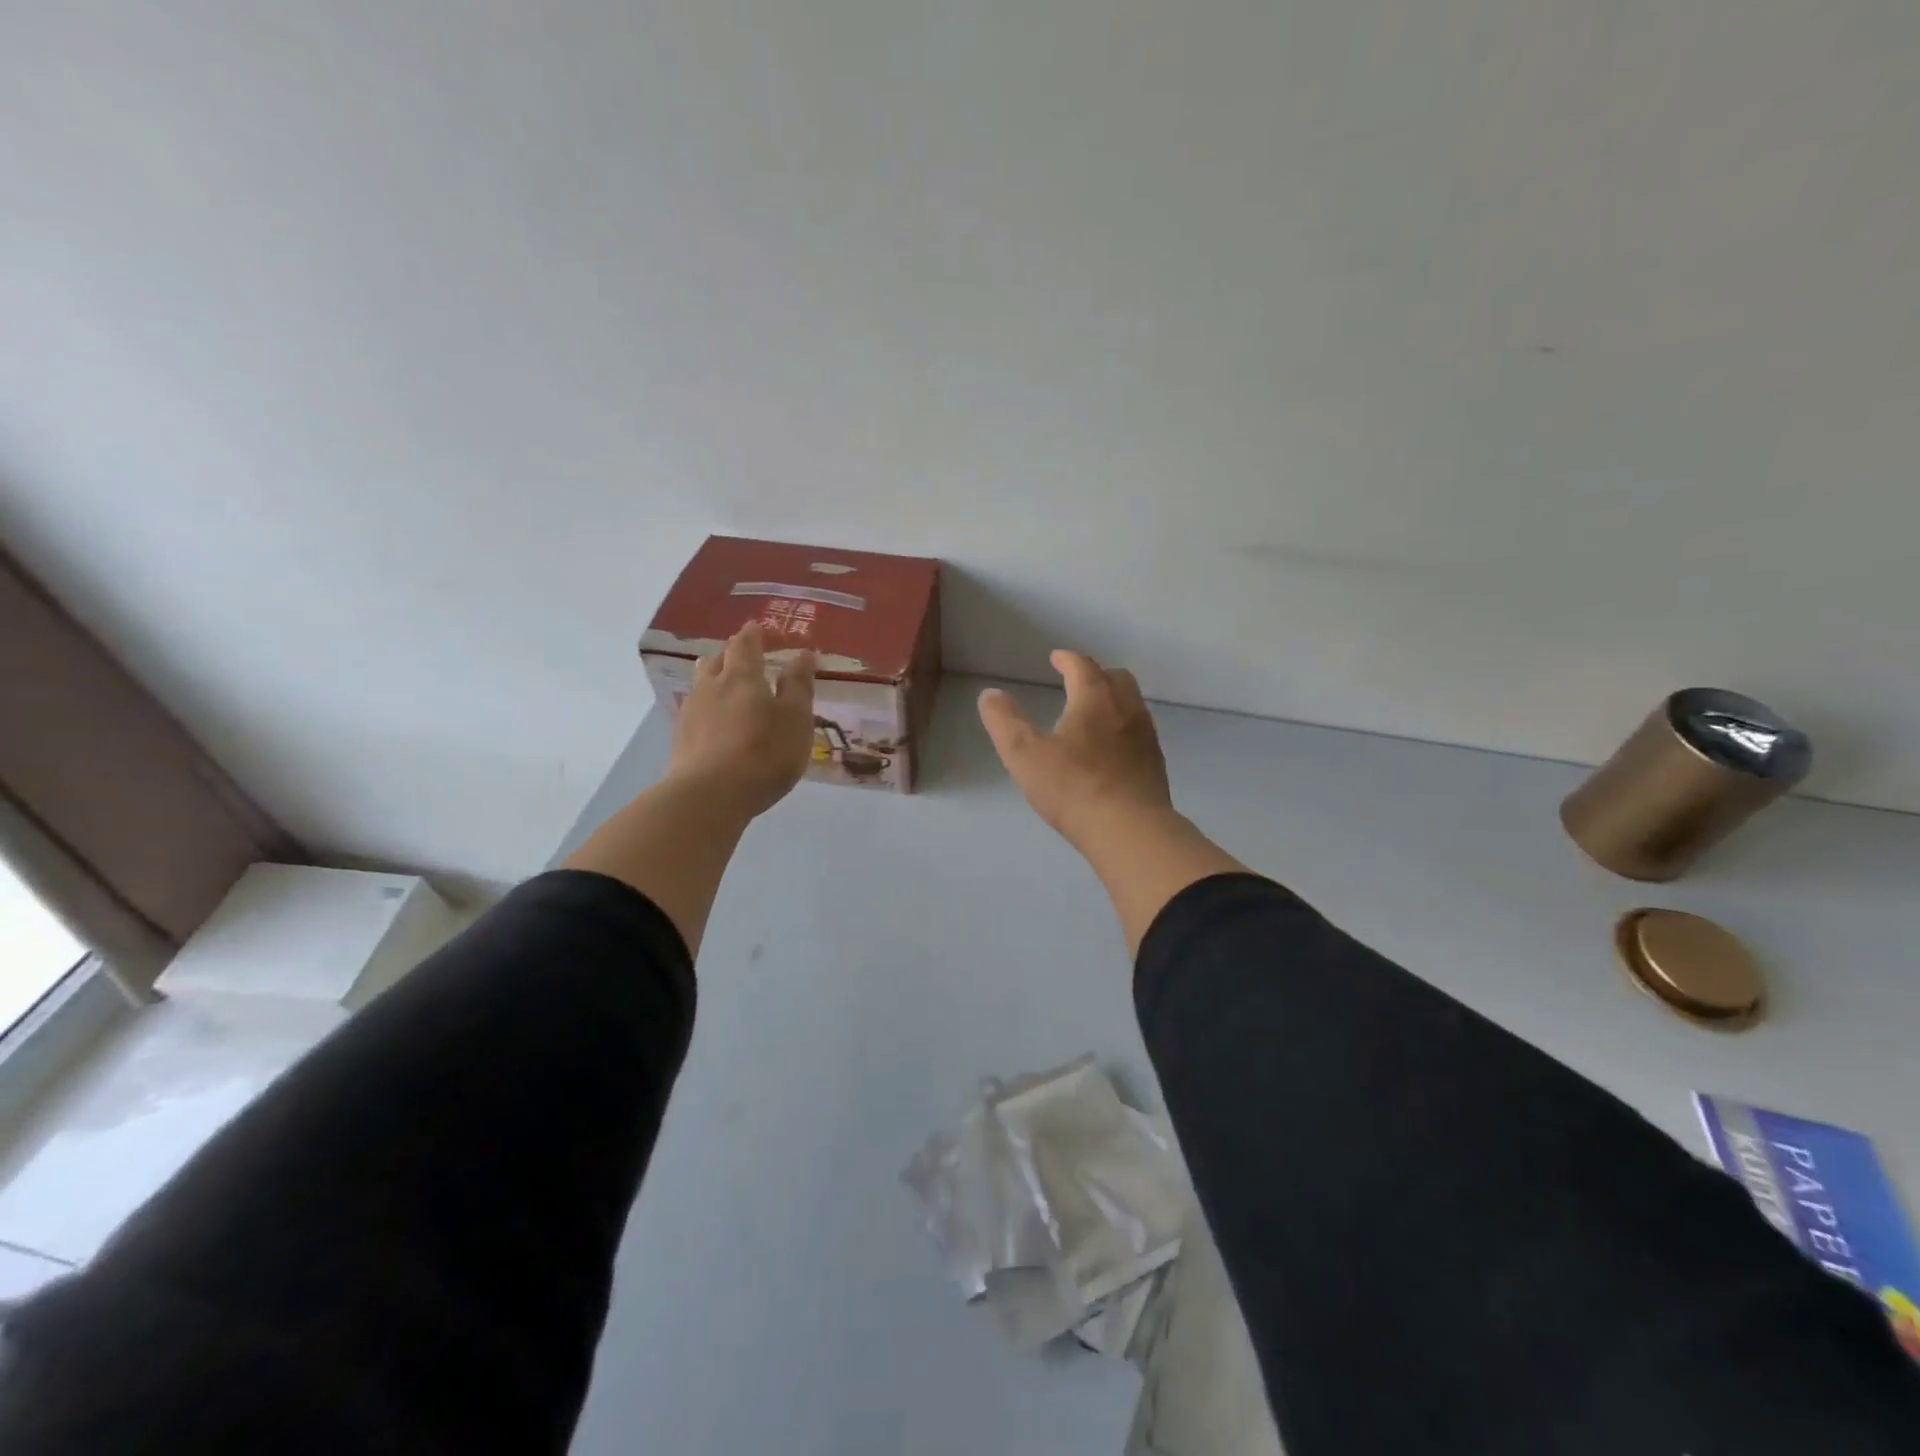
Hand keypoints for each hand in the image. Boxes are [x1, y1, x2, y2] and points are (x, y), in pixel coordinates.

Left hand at [669, 624, 816, 818]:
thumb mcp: (795, 719)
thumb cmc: (764, 753)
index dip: (752, 635)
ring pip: (701, 682)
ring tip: (719, 674)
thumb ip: (798, 686)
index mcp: (742, 677)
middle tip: (739, 649)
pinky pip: (695, 708)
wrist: (710, 795)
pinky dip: (706, 703)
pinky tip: (710, 715)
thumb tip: (802, 653)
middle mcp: (712, 686)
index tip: (755, 627)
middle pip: (718, 660)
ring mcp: (692, 712)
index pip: (745, 646)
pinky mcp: (682, 738)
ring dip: (712, 674)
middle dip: (730, 652)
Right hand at [978, 650, 1173, 849]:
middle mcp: (1126, 709)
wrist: (1130, 831)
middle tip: (1077, 682)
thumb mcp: (1024, 755)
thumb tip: (990, 694)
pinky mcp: (1155, 764)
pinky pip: (1139, 731)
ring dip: (1113, 699)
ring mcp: (1146, 737)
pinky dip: (1123, 726)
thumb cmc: (1073, 788)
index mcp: (1095, 700)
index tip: (1056, 659)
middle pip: (1116, 678)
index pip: (1083, 666)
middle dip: (1095, 674)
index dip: (1067, 660)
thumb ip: (1005, 721)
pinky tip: (1111, 749)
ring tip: (1093, 714)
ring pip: (1132, 704)